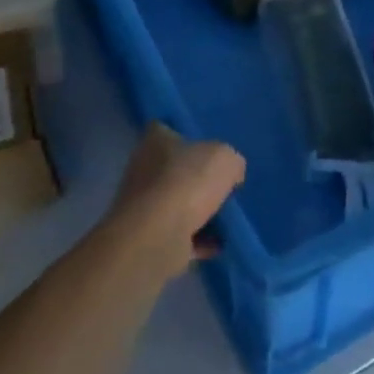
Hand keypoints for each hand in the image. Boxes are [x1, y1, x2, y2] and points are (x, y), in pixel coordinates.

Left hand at [109, 122, 245, 277]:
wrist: (157, 237)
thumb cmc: (188, 183)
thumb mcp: (226, 159)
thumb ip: (231, 161)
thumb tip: (231, 174)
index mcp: (155, 142)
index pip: (164, 129)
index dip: (184, 135)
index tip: (206, 145)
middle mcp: (143, 171)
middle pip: (173, 169)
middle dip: (195, 178)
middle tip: (223, 184)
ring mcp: (142, 207)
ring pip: (176, 204)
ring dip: (197, 212)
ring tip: (227, 217)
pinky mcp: (147, 239)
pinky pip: (179, 236)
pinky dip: (198, 241)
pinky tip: (219, 244)